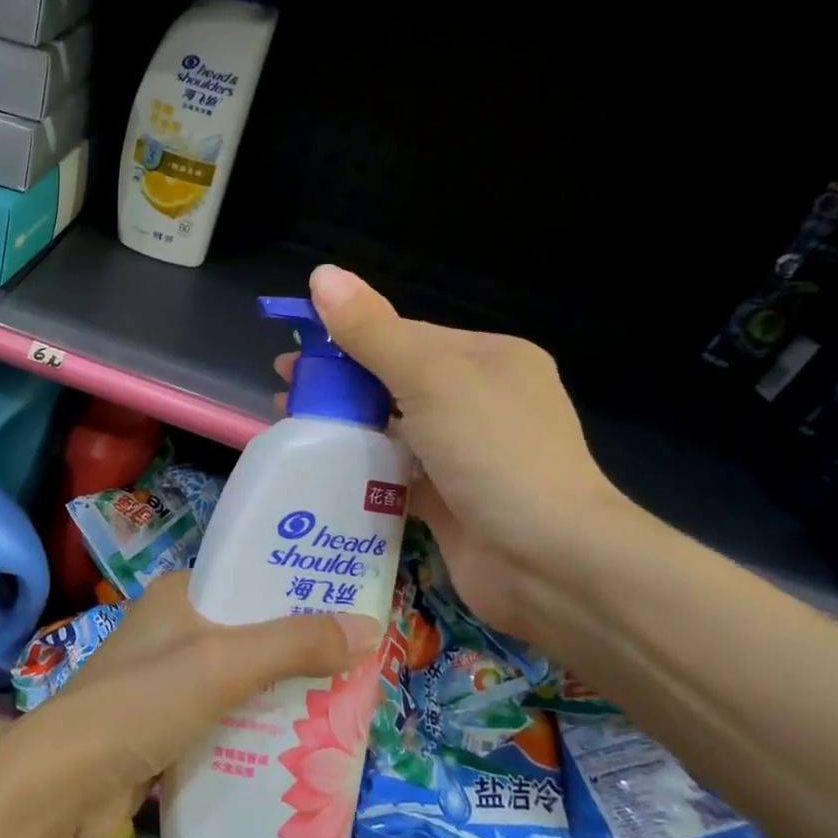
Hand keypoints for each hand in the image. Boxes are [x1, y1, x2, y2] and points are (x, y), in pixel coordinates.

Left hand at [20, 570, 377, 837]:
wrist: (67, 781)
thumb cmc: (143, 701)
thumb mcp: (223, 663)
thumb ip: (293, 644)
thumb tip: (370, 626)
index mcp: (179, 595)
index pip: (249, 579)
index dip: (298, 590)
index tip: (351, 608)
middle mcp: (174, 630)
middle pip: (252, 633)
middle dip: (300, 652)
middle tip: (360, 668)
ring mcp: (169, 681)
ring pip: (242, 681)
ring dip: (283, 696)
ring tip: (345, 710)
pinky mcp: (168, 727)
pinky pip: (226, 720)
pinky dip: (258, 731)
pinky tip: (299, 750)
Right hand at [277, 265, 638, 638]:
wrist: (551, 564)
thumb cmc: (494, 453)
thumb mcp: (430, 378)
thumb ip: (372, 331)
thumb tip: (322, 274)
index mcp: (488, 360)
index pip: (405, 336)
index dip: (346, 339)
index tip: (294, 352)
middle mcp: (481, 403)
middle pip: (395, 383)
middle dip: (339, 385)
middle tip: (285, 393)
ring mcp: (466, 456)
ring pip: (392, 430)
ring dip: (345, 427)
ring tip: (292, 429)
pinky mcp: (450, 502)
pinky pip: (395, 477)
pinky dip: (362, 472)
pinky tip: (321, 472)